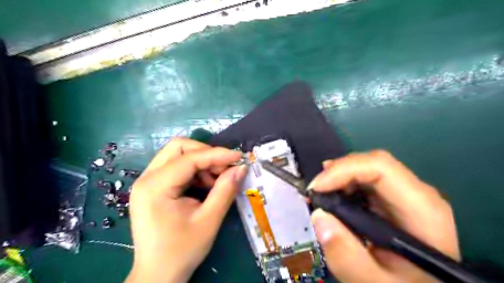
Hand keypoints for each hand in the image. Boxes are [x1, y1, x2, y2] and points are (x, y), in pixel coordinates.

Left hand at [124, 137, 245, 282]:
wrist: (158, 275)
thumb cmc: (182, 251)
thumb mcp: (209, 221)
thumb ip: (225, 190)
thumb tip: (241, 167)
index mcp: (155, 186)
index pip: (190, 158)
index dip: (217, 154)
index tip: (239, 157)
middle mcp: (147, 178)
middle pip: (179, 147)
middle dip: (205, 153)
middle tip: (224, 168)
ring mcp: (148, 181)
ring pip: (178, 154)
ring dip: (201, 162)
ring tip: (215, 181)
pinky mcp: (153, 187)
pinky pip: (176, 167)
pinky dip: (194, 170)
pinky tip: (204, 185)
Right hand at [310, 149, 458, 281]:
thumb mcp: (375, 282)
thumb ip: (347, 257)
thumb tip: (319, 217)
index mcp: (421, 209)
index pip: (380, 167)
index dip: (343, 170)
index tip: (316, 189)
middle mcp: (416, 193)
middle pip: (371, 163)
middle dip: (337, 173)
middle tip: (314, 193)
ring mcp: (405, 194)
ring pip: (366, 168)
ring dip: (338, 178)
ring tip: (320, 196)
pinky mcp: (393, 199)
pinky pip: (365, 180)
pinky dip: (343, 184)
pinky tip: (334, 197)